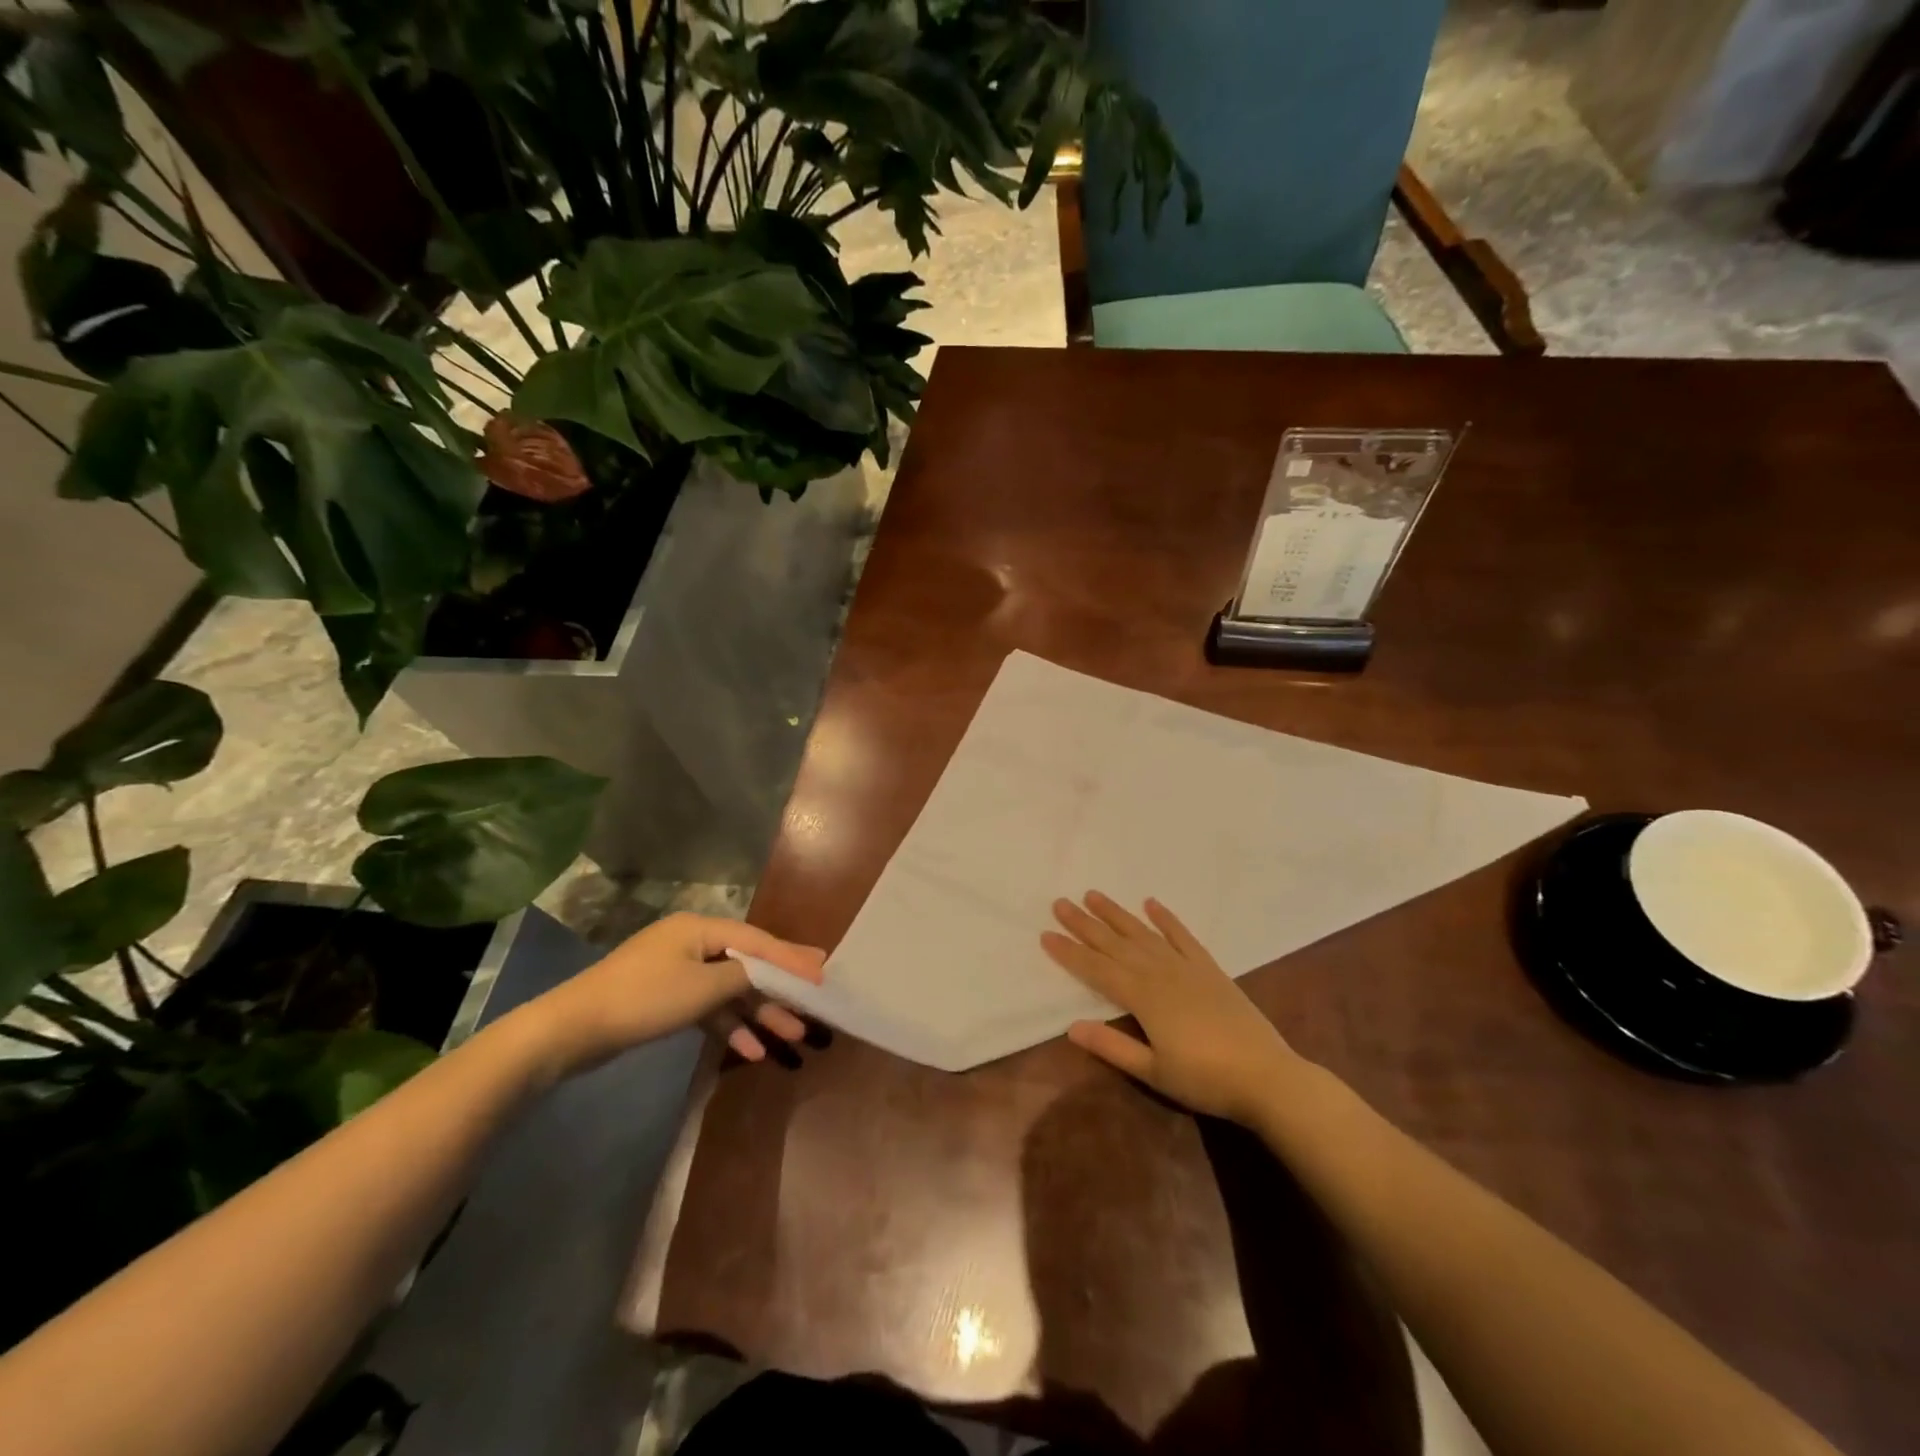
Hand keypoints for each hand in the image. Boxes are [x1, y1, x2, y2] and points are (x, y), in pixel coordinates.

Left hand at [535, 913, 825, 1075]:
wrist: (570, 1032)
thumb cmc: (643, 1000)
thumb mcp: (701, 988)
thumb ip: (744, 977)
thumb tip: (772, 971)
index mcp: (700, 929)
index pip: (757, 941)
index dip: (791, 957)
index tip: (823, 971)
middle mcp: (691, 943)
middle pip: (746, 965)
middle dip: (778, 991)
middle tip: (812, 1008)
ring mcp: (676, 972)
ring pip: (728, 990)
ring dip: (757, 1013)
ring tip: (791, 1037)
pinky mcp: (664, 999)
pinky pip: (707, 1008)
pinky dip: (727, 1026)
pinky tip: (749, 1051)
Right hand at [1042, 892, 1304, 1123]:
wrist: (1267, 1077)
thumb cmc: (1206, 1080)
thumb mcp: (1154, 1072)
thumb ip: (1112, 1047)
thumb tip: (1071, 1026)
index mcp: (1144, 998)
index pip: (1097, 970)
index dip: (1070, 953)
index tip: (1046, 934)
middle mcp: (1160, 974)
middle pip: (1115, 944)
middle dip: (1085, 924)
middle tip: (1060, 903)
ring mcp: (1186, 968)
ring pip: (1143, 934)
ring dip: (1117, 914)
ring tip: (1093, 895)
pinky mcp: (1210, 969)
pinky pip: (1183, 937)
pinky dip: (1166, 919)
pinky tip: (1151, 903)